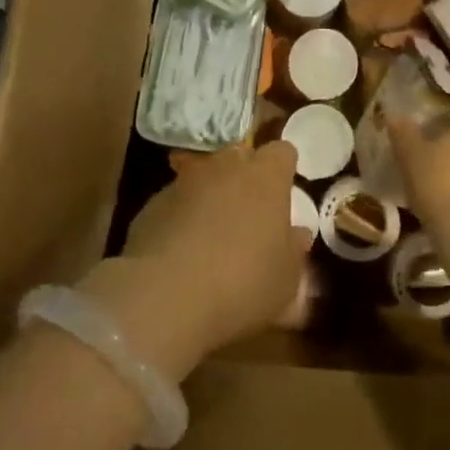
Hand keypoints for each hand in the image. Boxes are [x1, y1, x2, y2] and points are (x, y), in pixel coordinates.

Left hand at [80, 142, 305, 378]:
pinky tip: (181, 251)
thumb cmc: (242, 283)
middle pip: (239, 157)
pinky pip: (176, 202)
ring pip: (204, 178)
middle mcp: (225, 168)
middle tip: (250, 212)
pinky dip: (181, 217)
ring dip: (210, 197)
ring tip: (212, 235)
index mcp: (266, 177)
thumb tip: (297, 234)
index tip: (284, 191)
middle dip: (245, 176)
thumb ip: (293, 250)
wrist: (165, 297)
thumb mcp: (286, 279)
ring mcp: (184, 182)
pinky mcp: (151, 204)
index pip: (282, 152)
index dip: (283, 169)